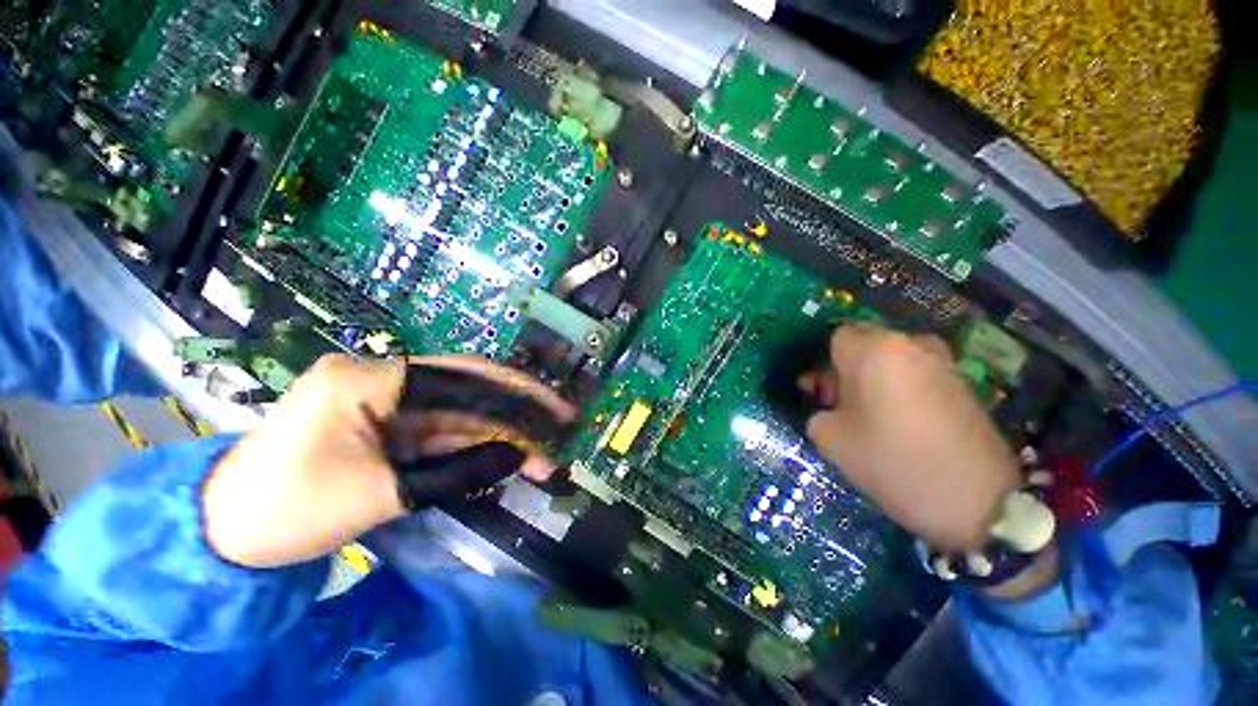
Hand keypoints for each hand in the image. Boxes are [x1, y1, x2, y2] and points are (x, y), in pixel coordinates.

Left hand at [202, 354, 574, 567]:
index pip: (462, 376)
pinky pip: (442, 433)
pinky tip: (505, 461)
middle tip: (560, 427)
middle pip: (468, 390)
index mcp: (369, 380)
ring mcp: (386, 403)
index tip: (556, 410)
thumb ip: (458, 473)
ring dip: (500, 437)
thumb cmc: (286, 511)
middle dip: (517, 413)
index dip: (517, 393)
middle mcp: (382, 379)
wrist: (223, 535)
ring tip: (541, 460)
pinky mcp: (386, 426)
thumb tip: (519, 458)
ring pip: (460, 415)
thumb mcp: (379, 495)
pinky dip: (475, 448)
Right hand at [799, 326, 1019, 552]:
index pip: (834, 338)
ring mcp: (941, 360)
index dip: (820, 365)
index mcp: (874, 350)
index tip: (818, 394)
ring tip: (868, 413)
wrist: (979, 501)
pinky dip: (897, 386)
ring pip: (889, 358)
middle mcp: (909, 343)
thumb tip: (828, 407)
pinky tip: (896, 419)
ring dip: (871, 378)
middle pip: (863, 344)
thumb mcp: (832, 440)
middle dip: (844, 369)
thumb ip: (817, 413)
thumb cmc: (893, 461)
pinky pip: (913, 372)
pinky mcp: (960, 381)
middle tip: (838, 405)